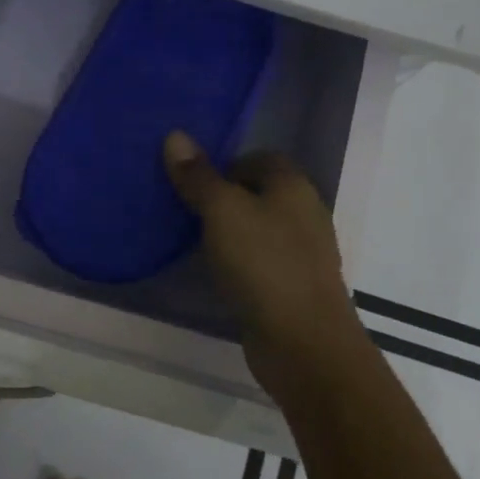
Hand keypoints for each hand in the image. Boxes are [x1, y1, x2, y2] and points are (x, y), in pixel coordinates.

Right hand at [162, 130, 365, 396]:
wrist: (304, 343)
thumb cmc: (264, 263)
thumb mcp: (222, 211)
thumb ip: (198, 175)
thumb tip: (175, 135)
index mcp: (293, 185)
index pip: (258, 157)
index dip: (225, 164)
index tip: (192, 181)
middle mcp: (304, 212)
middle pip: (258, 192)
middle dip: (223, 197)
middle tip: (184, 207)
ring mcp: (303, 252)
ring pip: (259, 228)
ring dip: (230, 231)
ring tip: (193, 238)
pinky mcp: (294, 286)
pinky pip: (261, 261)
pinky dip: (240, 262)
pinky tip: (216, 272)